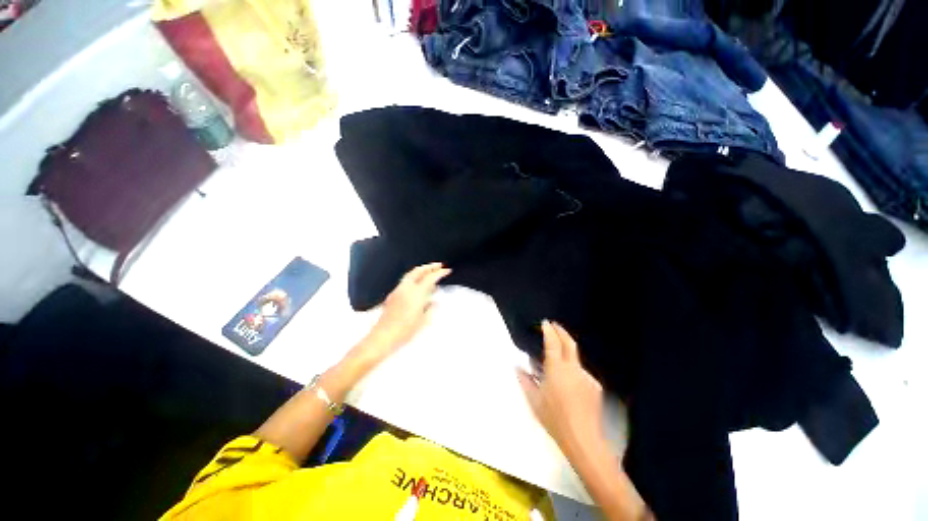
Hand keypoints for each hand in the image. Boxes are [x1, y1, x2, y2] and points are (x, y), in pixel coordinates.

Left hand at [350, 262, 450, 367]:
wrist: (383, 337)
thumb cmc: (406, 330)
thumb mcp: (423, 321)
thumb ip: (430, 308)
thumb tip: (435, 301)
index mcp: (416, 293)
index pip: (430, 278)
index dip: (440, 273)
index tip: (447, 270)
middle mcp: (406, 288)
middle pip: (418, 271)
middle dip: (429, 266)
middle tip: (439, 265)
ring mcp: (398, 291)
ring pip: (410, 275)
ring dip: (421, 271)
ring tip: (430, 273)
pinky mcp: (392, 296)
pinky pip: (405, 282)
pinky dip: (414, 279)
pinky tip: (418, 286)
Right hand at [517, 321, 605, 457]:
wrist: (583, 439)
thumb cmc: (554, 418)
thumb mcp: (534, 399)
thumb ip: (525, 380)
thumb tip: (517, 366)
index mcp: (556, 369)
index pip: (553, 343)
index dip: (549, 330)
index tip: (545, 323)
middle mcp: (573, 368)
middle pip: (569, 343)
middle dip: (561, 331)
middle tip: (555, 325)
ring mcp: (586, 376)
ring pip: (575, 359)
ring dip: (566, 355)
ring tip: (558, 363)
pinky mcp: (595, 386)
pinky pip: (581, 373)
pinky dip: (573, 372)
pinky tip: (569, 385)